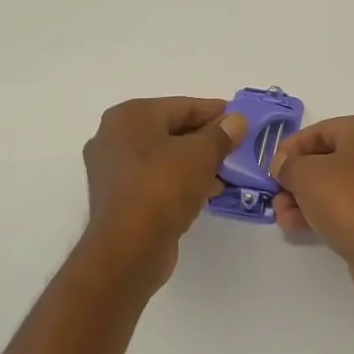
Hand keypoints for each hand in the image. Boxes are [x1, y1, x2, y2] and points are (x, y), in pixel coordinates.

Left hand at [82, 97, 245, 285]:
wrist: (129, 247)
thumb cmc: (163, 188)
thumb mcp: (201, 155)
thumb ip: (221, 134)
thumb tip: (236, 121)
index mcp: (130, 116)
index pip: (182, 106)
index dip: (215, 112)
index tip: (241, 119)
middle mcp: (114, 136)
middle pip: (171, 129)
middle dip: (206, 138)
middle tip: (236, 146)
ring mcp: (112, 168)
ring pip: (163, 156)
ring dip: (195, 162)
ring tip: (226, 171)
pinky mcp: (118, 196)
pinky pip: (155, 178)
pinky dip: (180, 180)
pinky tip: (206, 190)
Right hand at [272, 115, 353, 300]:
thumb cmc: (348, 200)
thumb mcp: (305, 175)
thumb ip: (288, 165)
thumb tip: (284, 164)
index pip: (320, 131)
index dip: (290, 148)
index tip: (270, 169)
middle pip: (328, 159)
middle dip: (296, 180)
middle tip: (275, 197)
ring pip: (337, 186)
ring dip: (305, 200)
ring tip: (283, 219)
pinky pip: (350, 206)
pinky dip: (325, 213)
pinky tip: (299, 229)